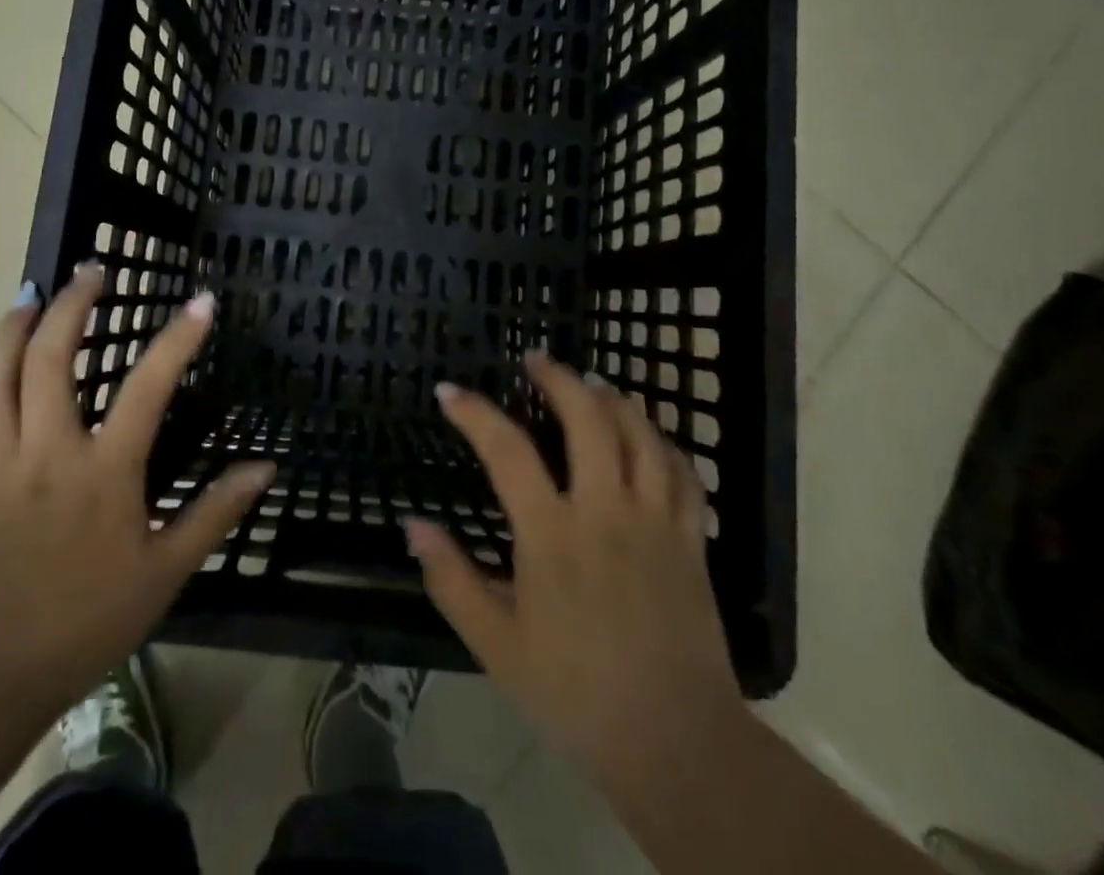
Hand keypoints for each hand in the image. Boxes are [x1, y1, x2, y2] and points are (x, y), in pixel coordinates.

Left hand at [0, 266, 273, 721]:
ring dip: (13, 327)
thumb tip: (266, 468)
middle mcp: (48, 451)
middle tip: (88, 271)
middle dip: (71, 304)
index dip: (178, 339)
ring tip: (30, 293)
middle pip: (52, 359)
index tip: (200, 300)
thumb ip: (214, 514)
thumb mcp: (163, 573)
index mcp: (104, 471)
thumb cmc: (82, 624)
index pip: (149, 387)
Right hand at [406, 352, 744, 800]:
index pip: (506, 450)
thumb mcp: (496, 645)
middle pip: (588, 417)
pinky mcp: (691, 538)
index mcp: (552, 534)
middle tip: (537, 360)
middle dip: (559, 378)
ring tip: (592, 383)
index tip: (449, 392)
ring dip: (614, 399)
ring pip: (640, 433)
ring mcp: (655, 520)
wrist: (675, 743)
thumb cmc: (574, 693)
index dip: (473, 412)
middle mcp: (605, 510)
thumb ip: (451, 579)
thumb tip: (412, 525)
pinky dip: (663, 442)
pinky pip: (683, 472)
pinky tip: (648, 436)